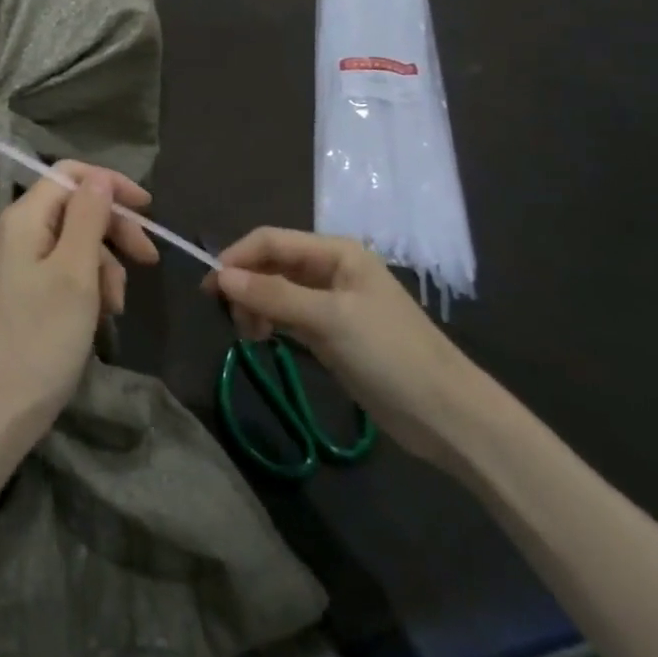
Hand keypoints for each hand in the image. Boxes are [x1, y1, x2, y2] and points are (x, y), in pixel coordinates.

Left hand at [0, 163, 159, 442]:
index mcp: (21, 219)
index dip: (109, 185)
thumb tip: (98, 176)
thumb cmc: (42, 338)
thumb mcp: (76, 273)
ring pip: (71, 243)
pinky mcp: (18, 292)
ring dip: (103, 265)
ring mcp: (12, 264)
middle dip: (113, 231)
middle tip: (148, 261)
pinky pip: (60, 270)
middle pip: (72, 209)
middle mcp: (12, 233)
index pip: (68, 175)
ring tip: (118, 305)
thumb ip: (88, 217)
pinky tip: (101, 315)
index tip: (148, 210)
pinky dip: (86, 285)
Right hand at [210, 229, 489, 467]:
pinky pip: (287, 316)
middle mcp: (330, 269)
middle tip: (231, 320)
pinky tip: (263, 340)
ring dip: (255, 307)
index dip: (237, 258)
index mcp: (336, 252)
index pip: (271, 240)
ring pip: (275, 291)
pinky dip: (270, 323)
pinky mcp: (330, 332)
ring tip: (250, 336)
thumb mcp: (329, 320)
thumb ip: (273, 295)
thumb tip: (220, 277)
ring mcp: (330, 302)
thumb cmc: (390, 355)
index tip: (210, 289)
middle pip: (271, 264)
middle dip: (245, 285)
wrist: (447, 415)